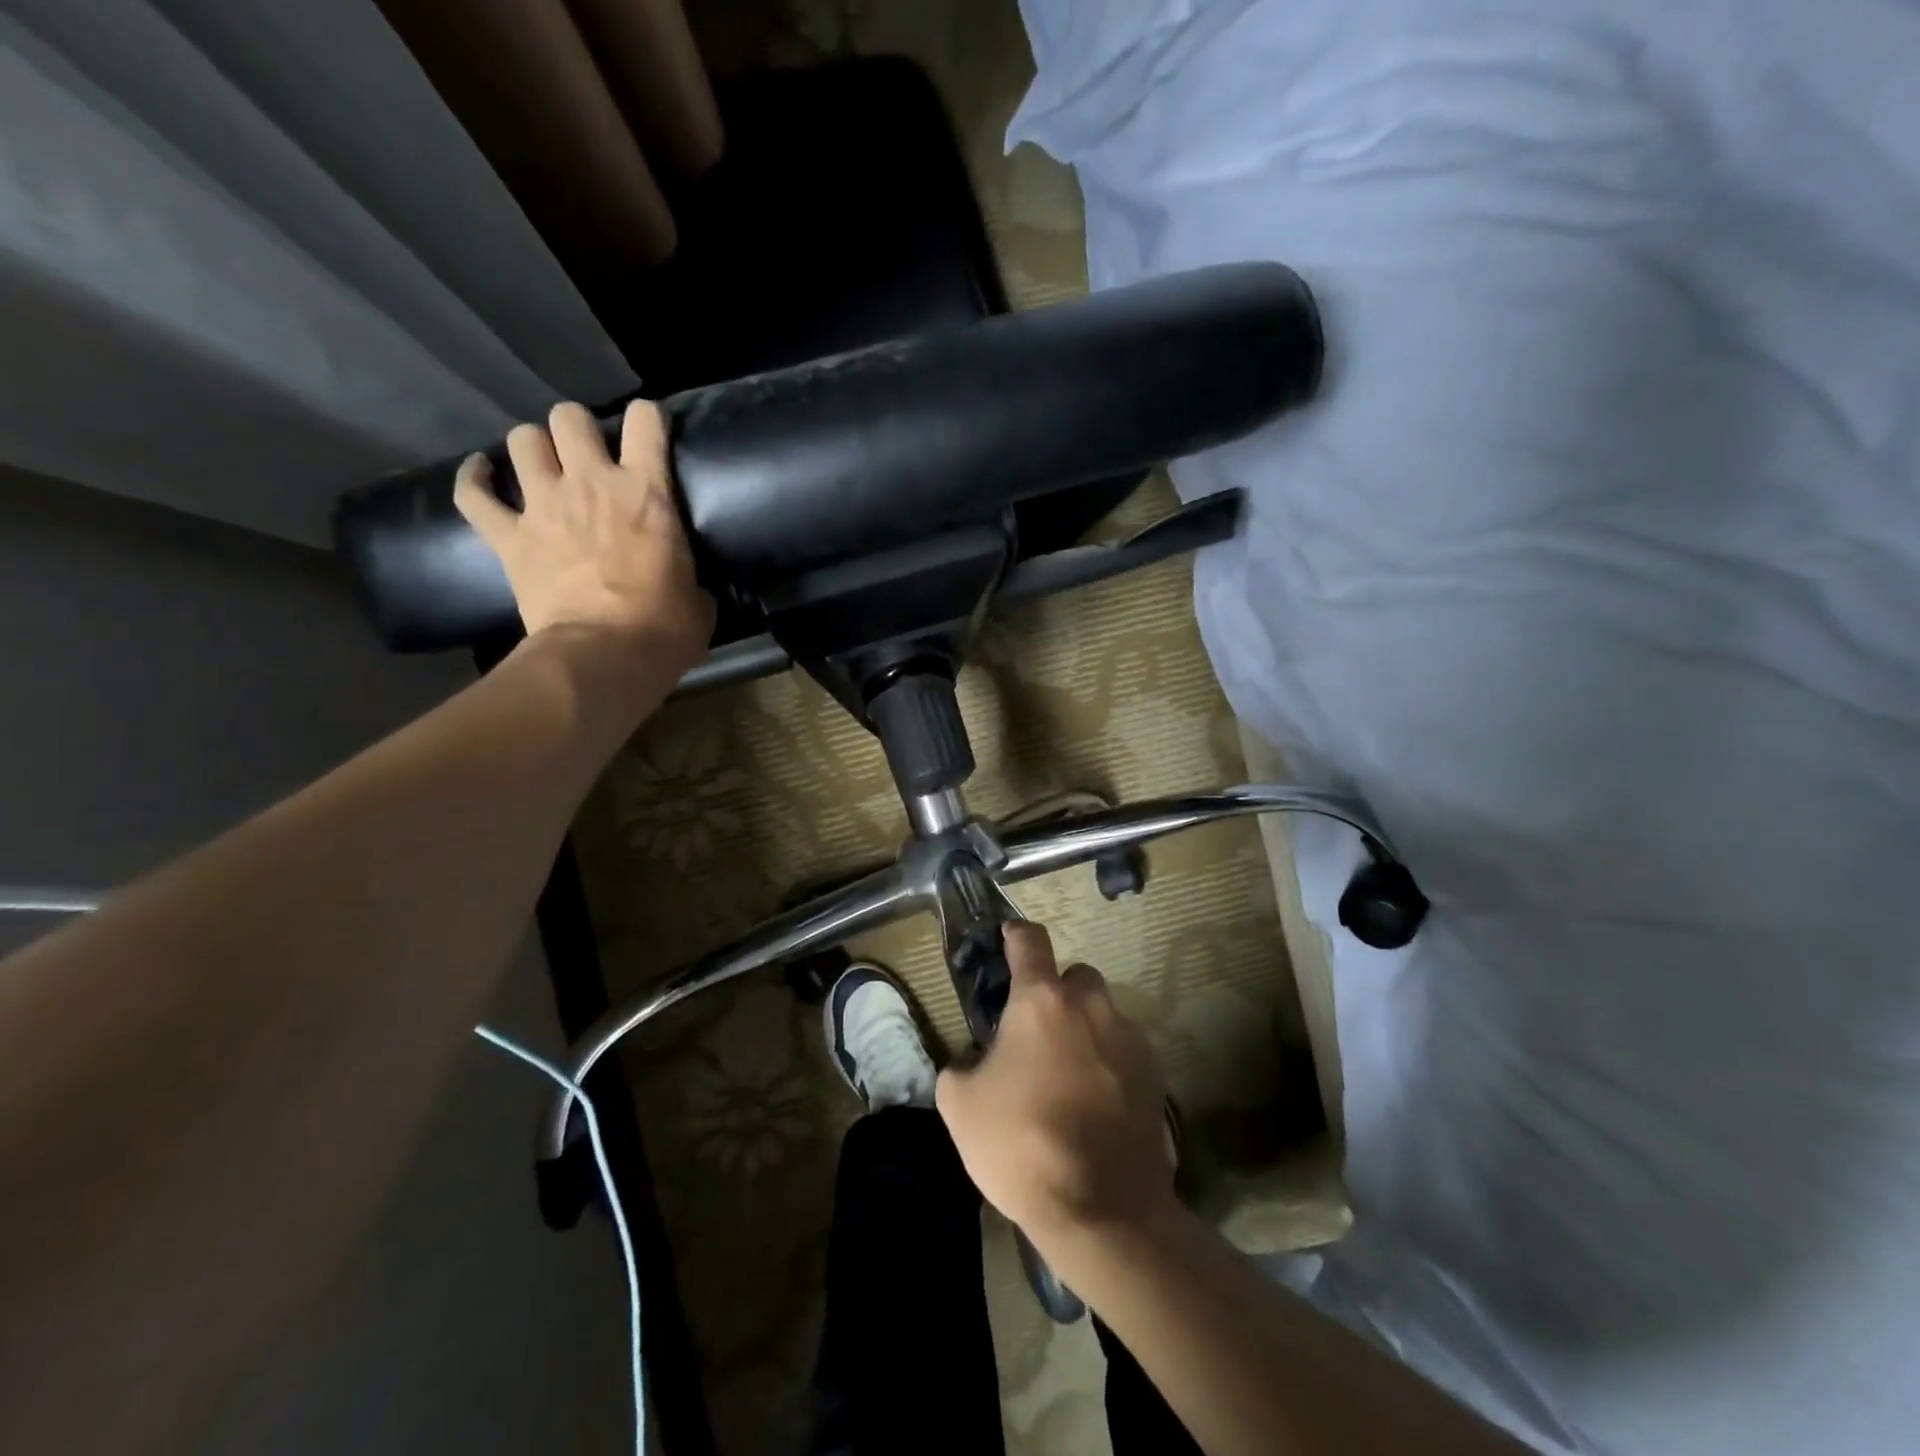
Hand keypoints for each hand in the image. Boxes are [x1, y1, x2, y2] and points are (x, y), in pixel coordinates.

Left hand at [454, 400, 714, 670]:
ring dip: (533, 449)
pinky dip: (474, 482)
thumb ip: (689, 573)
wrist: (605, 655)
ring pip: (521, 439)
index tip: (649, 434)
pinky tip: (480, 476)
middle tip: (587, 457)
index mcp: (646, 492)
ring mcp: (543, 505)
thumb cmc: (665, 629)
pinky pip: (473, 494)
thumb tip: (687, 581)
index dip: (647, 419)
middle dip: (577, 430)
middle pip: (569, 416)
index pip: (645, 420)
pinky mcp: (508, 536)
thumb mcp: (699, 597)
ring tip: (542, 468)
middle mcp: (591, 482)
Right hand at [937, 923, 1175, 1257]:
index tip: (1009, 936)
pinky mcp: (1155, 1076)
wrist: (1102, 1210)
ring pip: (1104, 1014)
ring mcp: (1129, 1039)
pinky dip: (1109, 1063)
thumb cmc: (1021, 1144)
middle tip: (1038, 1030)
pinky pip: (1125, 1051)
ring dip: (1085, 1029)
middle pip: (1076, 975)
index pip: (1030, 941)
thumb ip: (961, 1067)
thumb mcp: (960, 1105)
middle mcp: (1090, 1007)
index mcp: (1041, 1001)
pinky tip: (1095, 1104)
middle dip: (1057, 992)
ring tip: (1067, 1075)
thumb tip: (974, 1062)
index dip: (1016, 934)